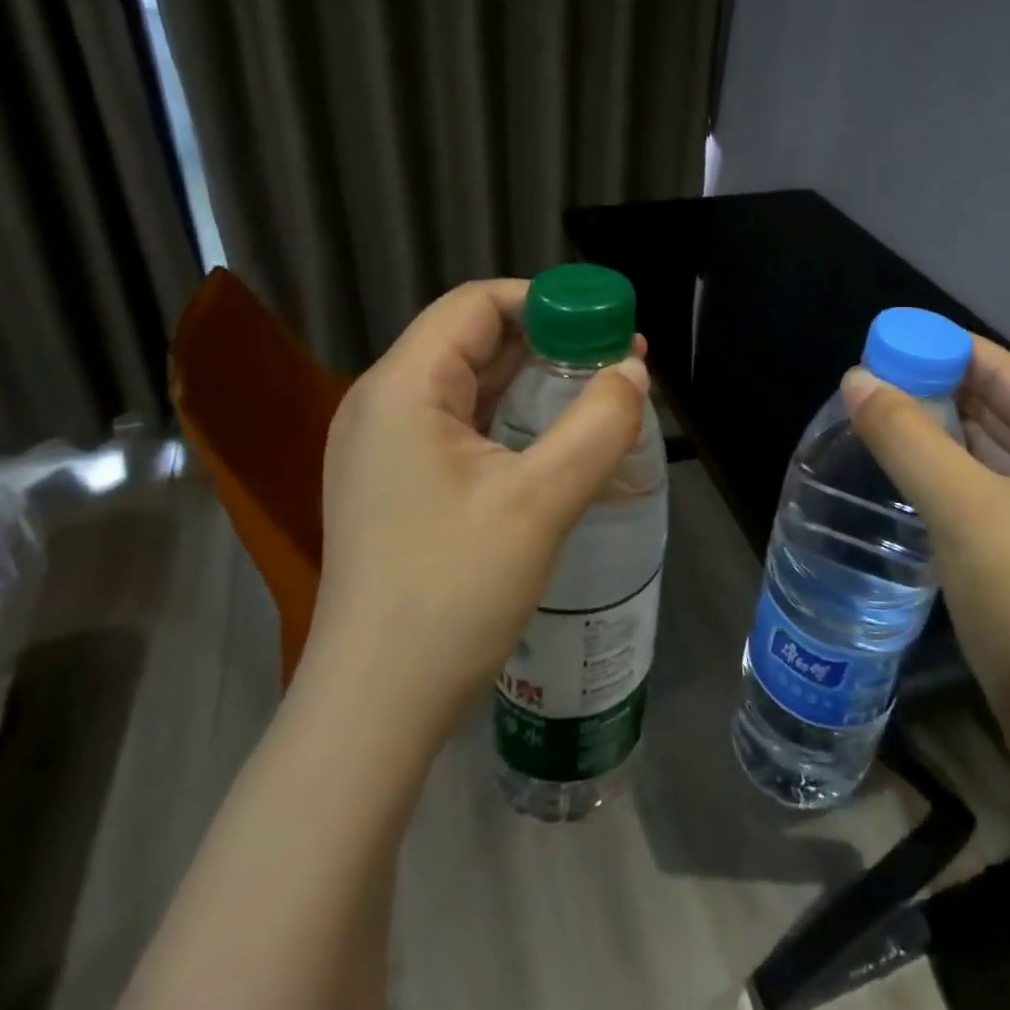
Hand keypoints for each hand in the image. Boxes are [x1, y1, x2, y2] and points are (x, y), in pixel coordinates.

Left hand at [307, 279, 649, 745]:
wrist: (375, 707)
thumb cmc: (451, 593)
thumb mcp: (540, 502)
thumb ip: (597, 426)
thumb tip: (633, 372)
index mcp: (402, 388)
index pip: (476, 304)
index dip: (546, 302)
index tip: (605, 324)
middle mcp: (383, 404)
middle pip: (472, 340)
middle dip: (548, 342)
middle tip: (616, 362)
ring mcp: (385, 448)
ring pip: (468, 385)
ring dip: (532, 382)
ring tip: (598, 395)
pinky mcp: (397, 484)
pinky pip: (460, 426)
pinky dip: (510, 419)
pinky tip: (554, 441)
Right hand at [841, 338, 1009, 716]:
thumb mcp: (962, 510)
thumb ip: (906, 436)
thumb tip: (855, 377)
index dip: (946, 351)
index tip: (886, 339)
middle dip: (942, 390)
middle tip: (875, 374)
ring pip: (1003, 442)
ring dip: (946, 427)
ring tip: (883, 404)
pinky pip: (1003, 477)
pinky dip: (959, 463)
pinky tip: (915, 450)